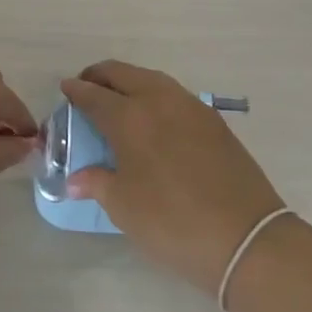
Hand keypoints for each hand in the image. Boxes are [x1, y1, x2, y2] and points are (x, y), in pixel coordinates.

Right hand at [62, 61, 285, 294]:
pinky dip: (154, 94)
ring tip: (118, 99)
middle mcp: (158, 101)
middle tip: (87, 87)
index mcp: (130, 118)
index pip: (94, 95)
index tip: (66, 89)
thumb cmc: (173, 223)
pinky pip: (173, 93)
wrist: (246, 237)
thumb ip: (97, 184)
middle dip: (100, 76)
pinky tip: (153, 115)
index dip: (76, 91)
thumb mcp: (125, 208)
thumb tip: (74, 179)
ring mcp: (190, 107)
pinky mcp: (213, 120)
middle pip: (123, 74)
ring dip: (129, 81)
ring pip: (151, 79)